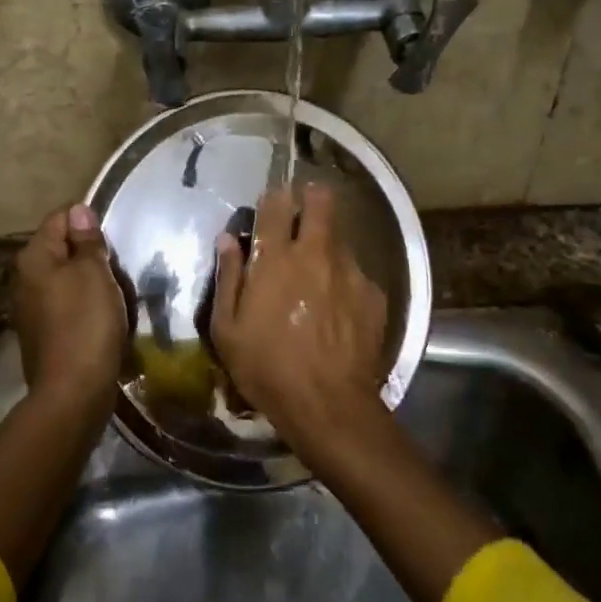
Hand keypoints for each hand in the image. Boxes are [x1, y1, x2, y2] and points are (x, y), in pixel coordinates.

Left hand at [13, 204, 127, 415]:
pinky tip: (104, 316)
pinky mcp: (43, 333)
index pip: (60, 218)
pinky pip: (67, 305)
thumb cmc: (86, 323)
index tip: (113, 236)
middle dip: (90, 253)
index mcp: (34, 258)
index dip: (88, 220)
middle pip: (61, 249)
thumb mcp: (94, 273)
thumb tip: (78, 210)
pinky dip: (85, 305)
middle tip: (119, 265)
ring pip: (66, 278)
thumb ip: (87, 240)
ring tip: (116, 291)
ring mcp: (31, 308)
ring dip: (90, 280)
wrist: (73, 392)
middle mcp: (25, 279)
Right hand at [211, 184, 390, 467]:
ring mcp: (349, 272)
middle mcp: (315, 254)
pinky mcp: (373, 294)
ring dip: (327, 242)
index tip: (272, 202)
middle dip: (312, 197)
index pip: (275, 205)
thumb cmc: (267, 368)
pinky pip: (355, 272)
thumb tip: (228, 239)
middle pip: (321, 203)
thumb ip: (228, 277)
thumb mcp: (228, 329)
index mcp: (276, 259)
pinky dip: (344, 278)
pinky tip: (338, 304)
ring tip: (318, 267)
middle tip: (304, 209)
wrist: (328, 404)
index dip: (273, 197)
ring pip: (340, 237)